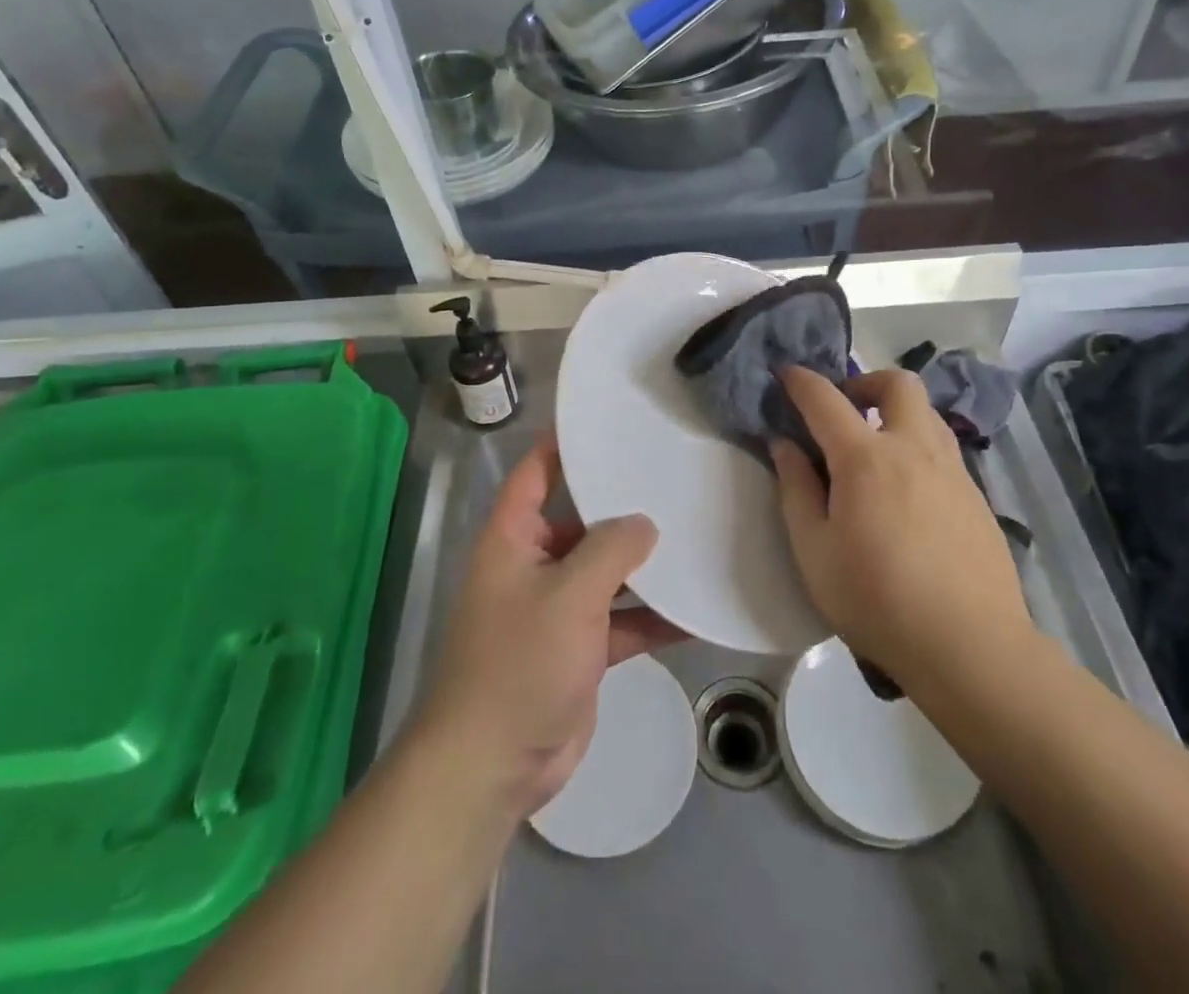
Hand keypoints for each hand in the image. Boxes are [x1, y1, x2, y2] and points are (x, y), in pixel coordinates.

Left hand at [416, 432, 684, 819]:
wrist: (493, 765)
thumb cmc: (520, 662)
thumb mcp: (569, 595)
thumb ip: (611, 550)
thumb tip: (645, 523)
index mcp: (513, 538)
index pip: (535, 473)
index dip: (562, 444)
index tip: (606, 423)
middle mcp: (533, 564)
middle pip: (580, 521)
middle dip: (621, 507)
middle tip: (673, 478)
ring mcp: (558, 609)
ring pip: (606, 572)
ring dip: (643, 565)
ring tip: (694, 536)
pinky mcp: (580, 649)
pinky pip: (620, 619)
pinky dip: (651, 617)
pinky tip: (694, 610)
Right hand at [771, 368, 1035, 688]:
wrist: (970, 646)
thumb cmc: (876, 600)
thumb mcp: (813, 551)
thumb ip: (795, 489)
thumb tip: (784, 444)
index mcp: (866, 459)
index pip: (826, 399)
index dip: (801, 381)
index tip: (786, 374)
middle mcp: (913, 449)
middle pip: (898, 383)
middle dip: (866, 381)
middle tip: (844, 411)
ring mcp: (953, 470)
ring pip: (927, 413)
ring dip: (896, 412)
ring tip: (874, 448)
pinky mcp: (976, 496)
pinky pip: (943, 449)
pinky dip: (917, 447)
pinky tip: (906, 492)